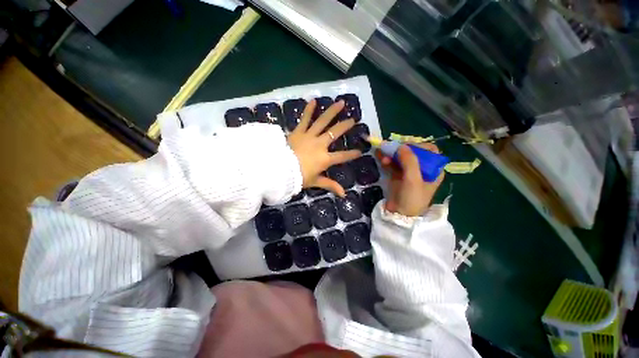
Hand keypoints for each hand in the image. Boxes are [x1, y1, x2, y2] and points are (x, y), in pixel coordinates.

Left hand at [288, 100, 361, 196]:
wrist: (279, 169)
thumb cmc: (298, 177)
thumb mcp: (315, 182)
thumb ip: (330, 185)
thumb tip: (343, 194)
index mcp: (325, 158)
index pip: (342, 156)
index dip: (352, 154)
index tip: (360, 151)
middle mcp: (320, 145)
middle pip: (335, 133)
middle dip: (345, 126)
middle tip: (353, 120)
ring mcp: (309, 136)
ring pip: (323, 121)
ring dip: (332, 112)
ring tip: (341, 103)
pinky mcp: (298, 132)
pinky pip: (304, 119)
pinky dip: (308, 110)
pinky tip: (313, 100)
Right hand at [376, 143, 444, 216]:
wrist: (399, 215)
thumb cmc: (412, 198)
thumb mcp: (413, 180)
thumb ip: (409, 161)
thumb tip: (401, 146)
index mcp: (433, 170)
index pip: (429, 150)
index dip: (418, 146)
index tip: (405, 147)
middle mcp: (422, 169)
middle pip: (412, 152)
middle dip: (401, 149)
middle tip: (390, 148)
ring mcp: (408, 172)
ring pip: (401, 158)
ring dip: (392, 155)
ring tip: (383, 156)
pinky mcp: (397, 176)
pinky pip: (393, 164)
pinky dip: (387, 160)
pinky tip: (381, 158)